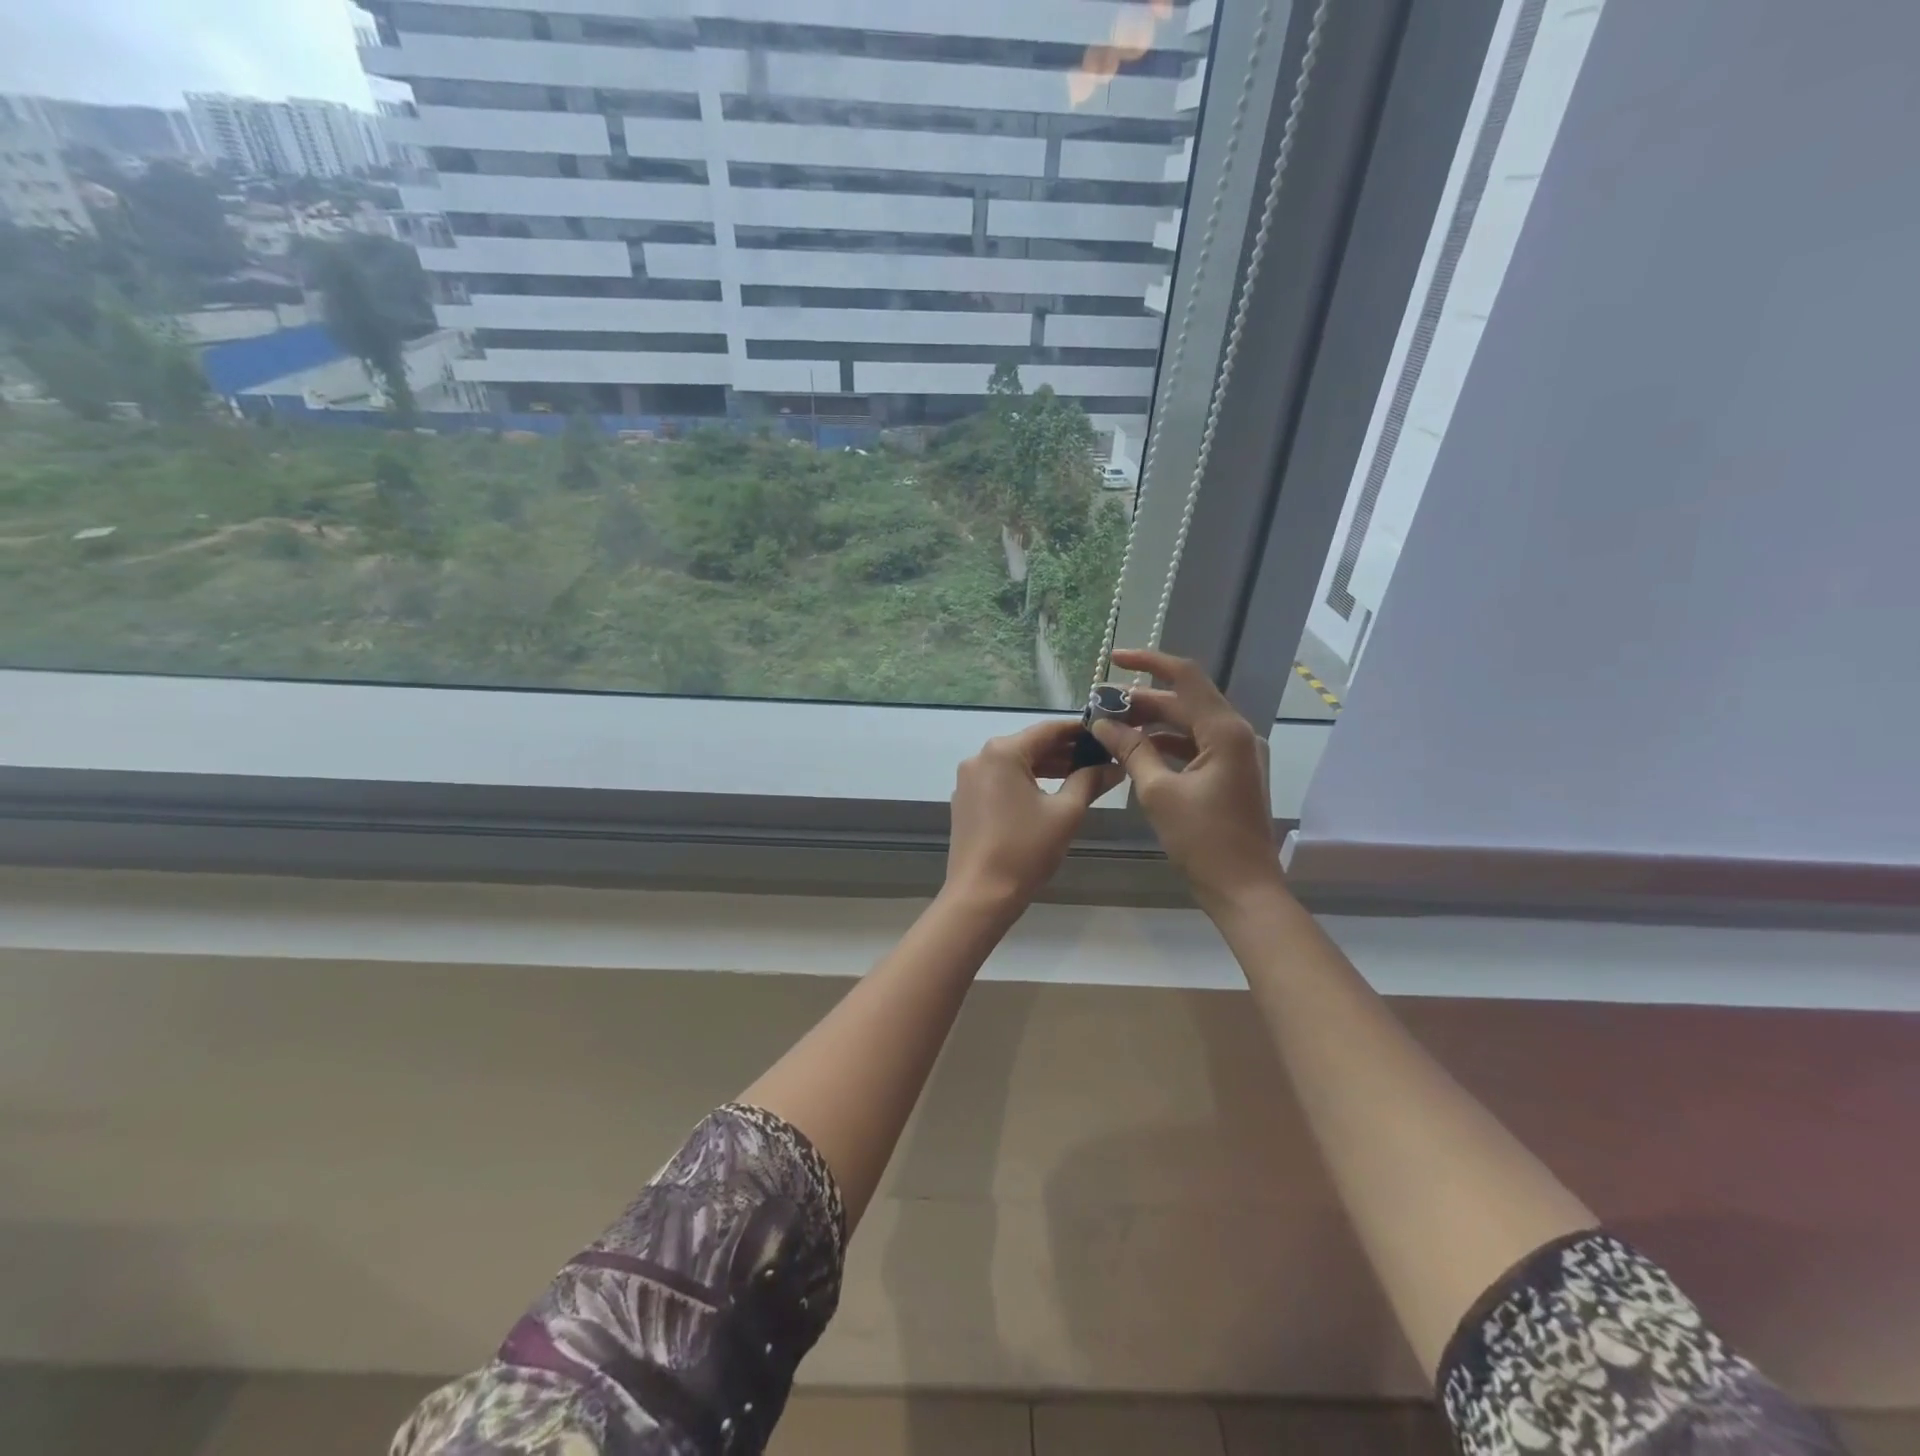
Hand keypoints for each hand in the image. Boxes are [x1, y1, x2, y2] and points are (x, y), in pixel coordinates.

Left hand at [946, 720, 1122, 908]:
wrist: (980, 894)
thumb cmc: (1025, 849)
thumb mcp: (1066, 813)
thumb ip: (1090, 781)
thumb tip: (1114, 766)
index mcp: (1003, 752)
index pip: (1048, 729)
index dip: (1080, 731)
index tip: (1106, 734)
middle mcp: (980, 757)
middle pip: (1030, 745)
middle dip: (1066, 751)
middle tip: (1101, 758)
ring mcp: (969, 780)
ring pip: (1016, 763)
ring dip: (1047, 768)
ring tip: (1083, 775)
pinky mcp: (966, 800)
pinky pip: (1001, 780)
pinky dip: (1026, 782)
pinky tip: (1050, 794)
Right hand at [1091, 648, 1283, 915]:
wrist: (1245, 890)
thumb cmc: (1203, 841)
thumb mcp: (1159, 792)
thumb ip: (1131, 750)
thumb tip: (1103, 723)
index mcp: (1225, 731)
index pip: (1186, 677)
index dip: (1148, 662)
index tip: (1113, 660)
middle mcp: (1237, 734)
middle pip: (1185, 701)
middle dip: (1141, 700)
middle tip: (1100, 706)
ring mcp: (1238, 754)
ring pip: (1188, 724)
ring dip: (1152, 723)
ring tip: (1111, 728)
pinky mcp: (1233, 773)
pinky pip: (1196, 746)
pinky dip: (1166, 745)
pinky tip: (1136, 752)